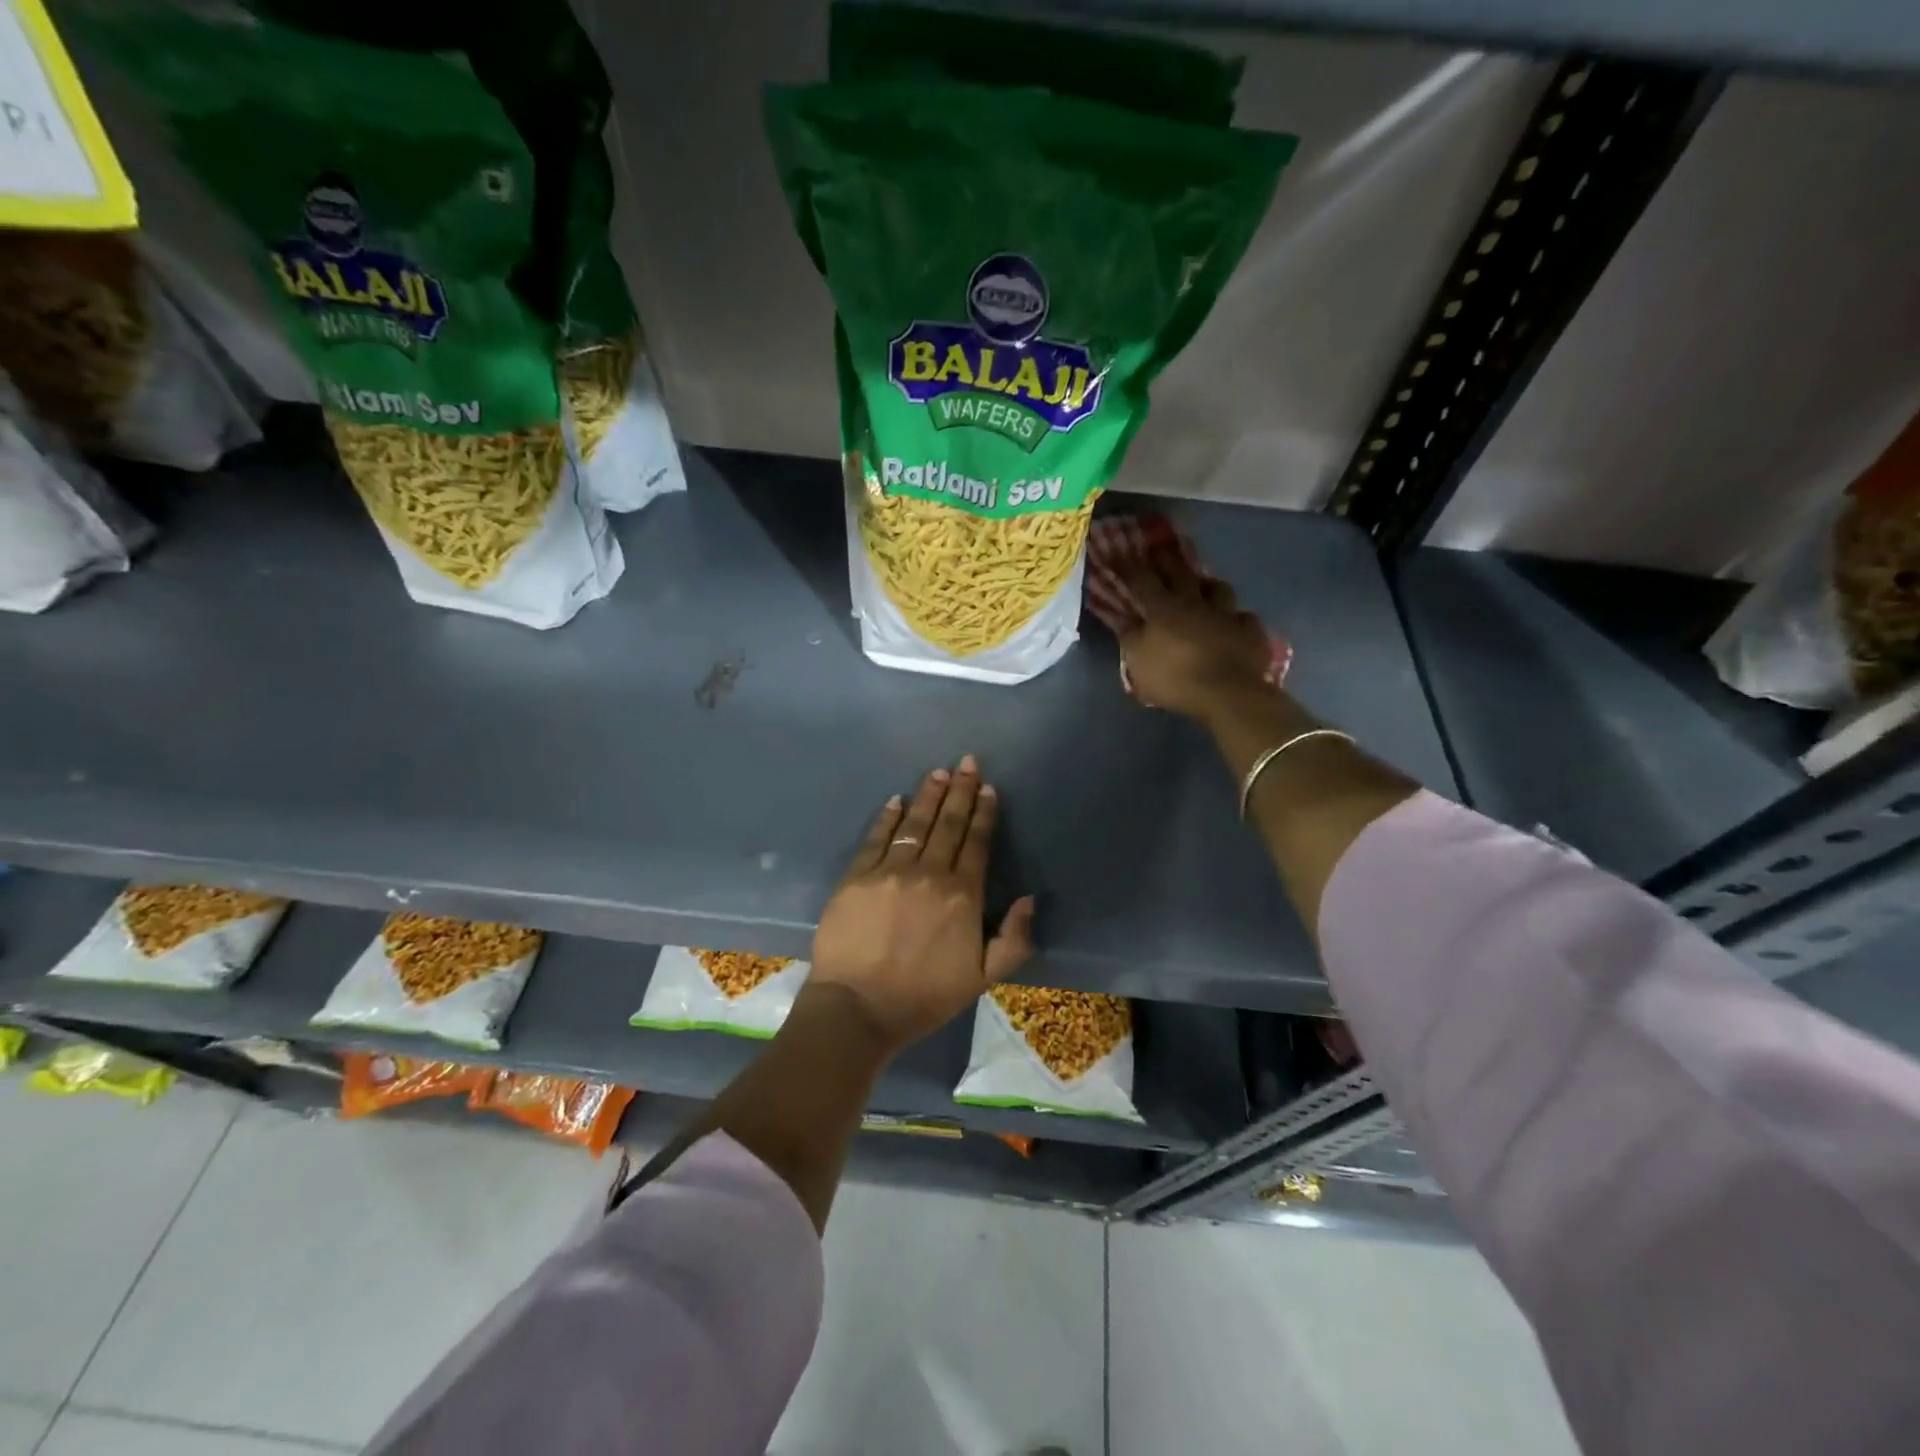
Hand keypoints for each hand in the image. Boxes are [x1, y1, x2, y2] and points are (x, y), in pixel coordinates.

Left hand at [809, 756, 1035, 1053]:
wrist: (858, 1008)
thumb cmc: (925, 997)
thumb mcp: (983, 978)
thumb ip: (1014, 939)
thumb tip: (1029, 898)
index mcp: (962, 895)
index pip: (976, 843)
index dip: (984, 813)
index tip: (988, 788)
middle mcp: (929, 874)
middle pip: (948, 824)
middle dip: (960, 791)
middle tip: (967, 762)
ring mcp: (889, 872)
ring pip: (914, 824)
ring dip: (928, 796)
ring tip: (938, 773)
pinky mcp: (856, 877)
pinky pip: (876, 838)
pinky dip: (888, 817)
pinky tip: (896, 800)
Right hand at [1117, 552, 1274, 720]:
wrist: (1227, 693)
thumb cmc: (1174, 678)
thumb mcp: (1138, 663)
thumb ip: (1130, 639)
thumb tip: (1126, 621)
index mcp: (1163, 609)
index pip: (1142, 580)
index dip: (1129, 567)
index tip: (1120, 556)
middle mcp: (1195, 603)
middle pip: (1181, 573)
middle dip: (1168, 561)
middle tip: (1161, 551)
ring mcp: (1226, 614)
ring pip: (1219, 589)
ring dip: (1209, 586)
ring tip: (1204, 587)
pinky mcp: (1250, 631)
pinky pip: (1243, 618)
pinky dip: (1236, 619)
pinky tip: (1234, 623)